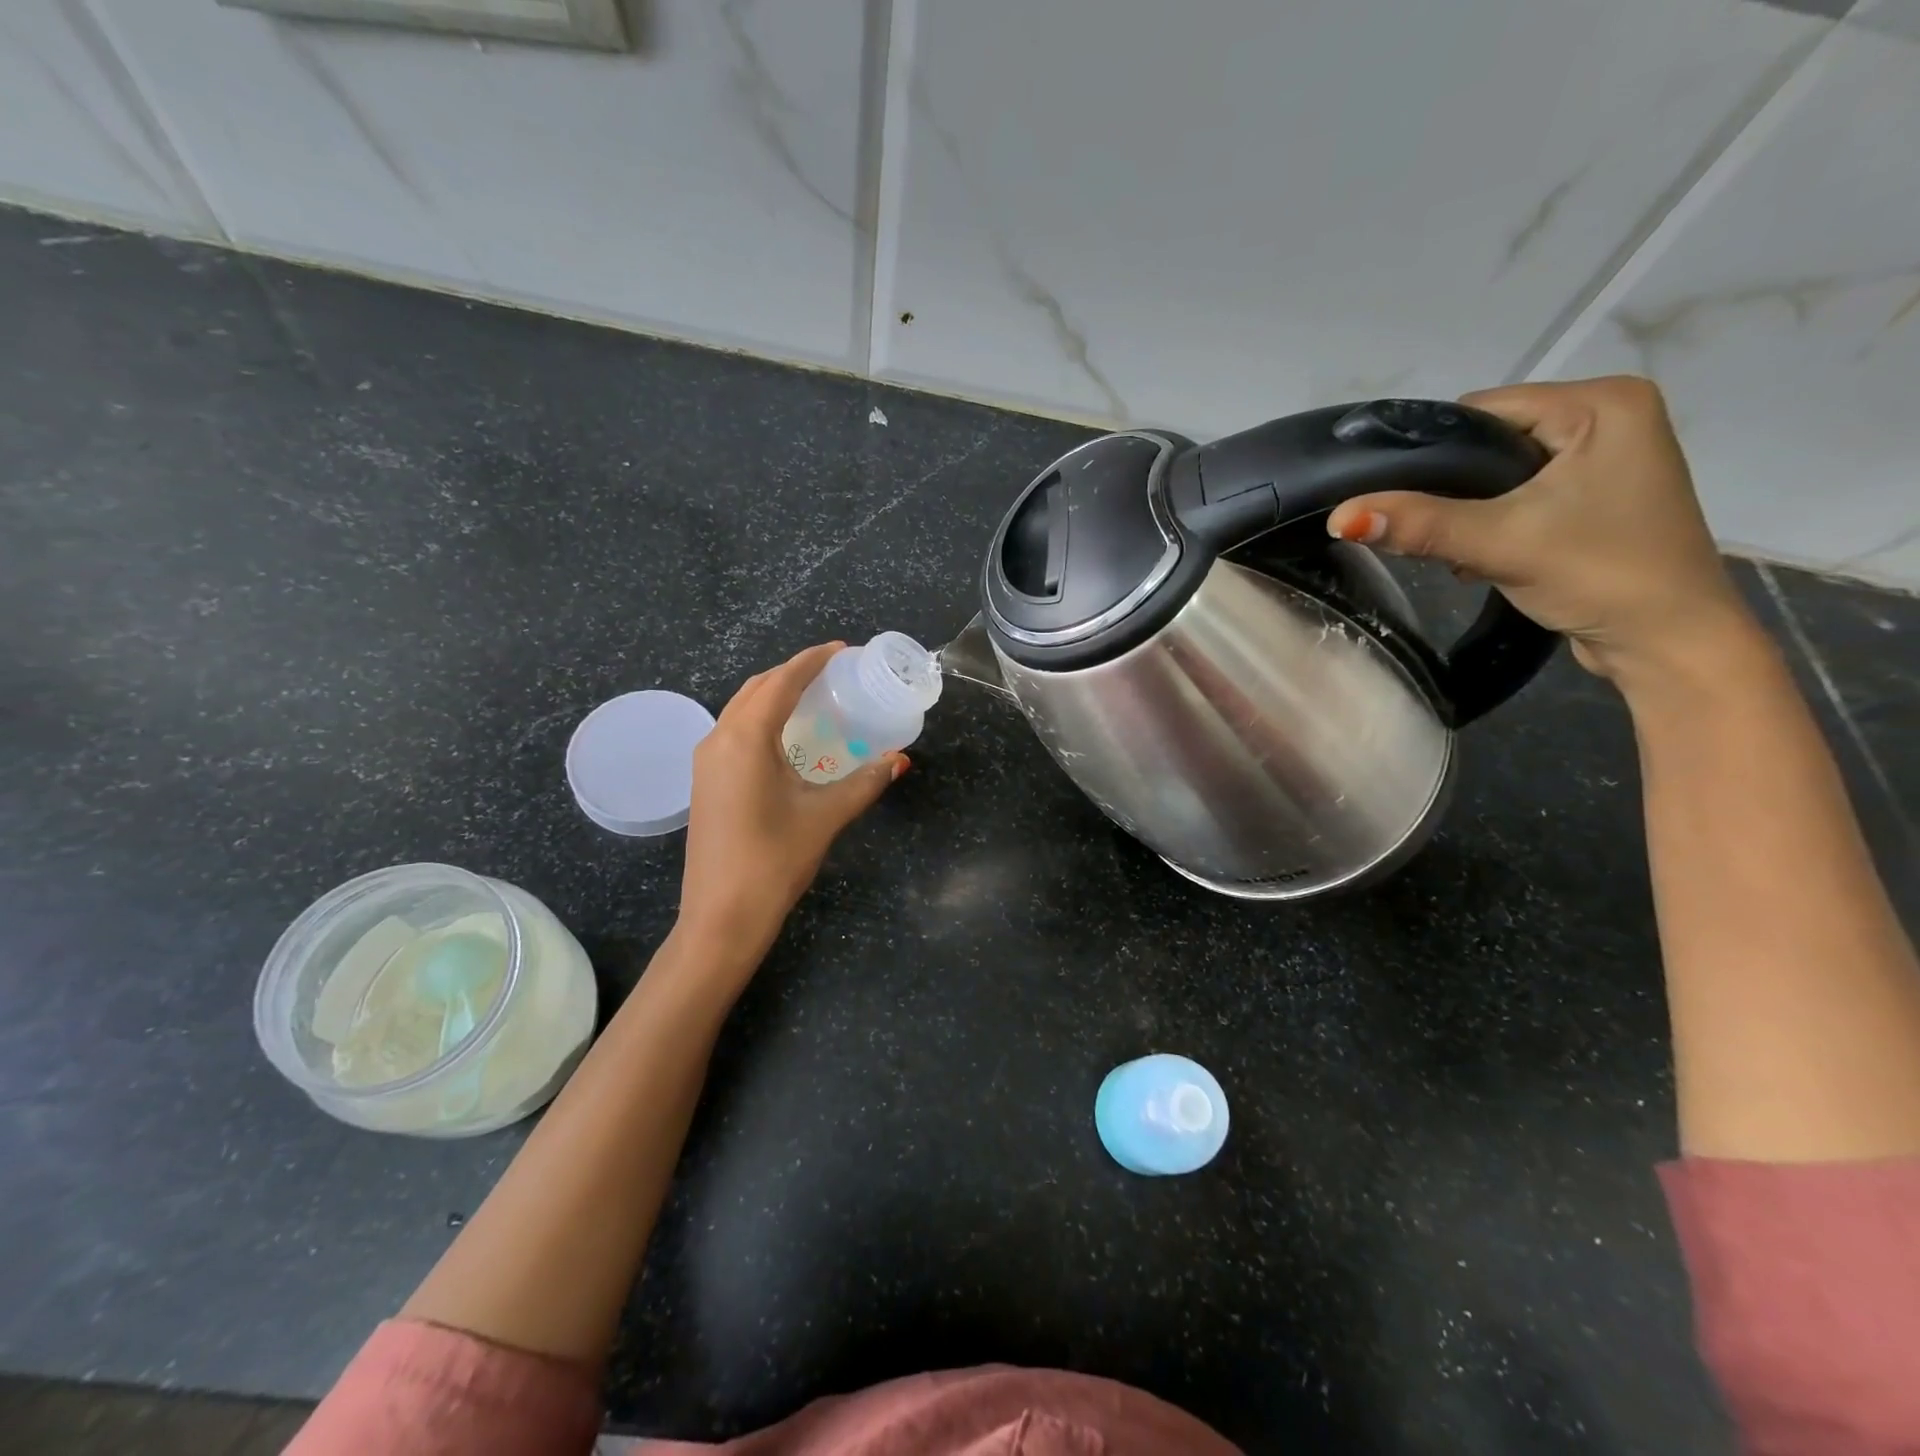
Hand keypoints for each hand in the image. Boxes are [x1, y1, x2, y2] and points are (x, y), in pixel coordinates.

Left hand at [678, 643, 906, 963]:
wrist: (721, 916)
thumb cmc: (774, 860)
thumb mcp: (826, 816)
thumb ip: (865, 782)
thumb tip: (900, 759)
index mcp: (745, 738)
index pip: (781, 682)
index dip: (812, 661)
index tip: (842, 649)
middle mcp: (718, 738)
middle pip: (757, 688)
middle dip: (793, 673)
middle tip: (833, 672)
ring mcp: (705, 761)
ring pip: (741, 709)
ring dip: (775, 694)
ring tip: (813, 696)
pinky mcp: (704, 781)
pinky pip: (734, 731)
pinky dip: (762, 718)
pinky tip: (787, 736)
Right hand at [1325, 376, 1758, 686]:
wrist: (1666, 642)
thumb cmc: (1600, 574)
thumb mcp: (1501, 542)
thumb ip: (1420, 525)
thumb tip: (1340, 518)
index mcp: (1603, 402)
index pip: (1482, 411)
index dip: (1431, 454)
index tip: (1395, 497)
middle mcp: (1609, 416)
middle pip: (1488, 441)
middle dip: (1450, 488)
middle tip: (1430, 533)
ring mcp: (1604, 457)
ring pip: (1499, 471)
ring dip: (1467, 510)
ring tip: (1460, 549)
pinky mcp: (1594, 494)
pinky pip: (1519, 492)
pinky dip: (1491, 520)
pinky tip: (1482, 553)